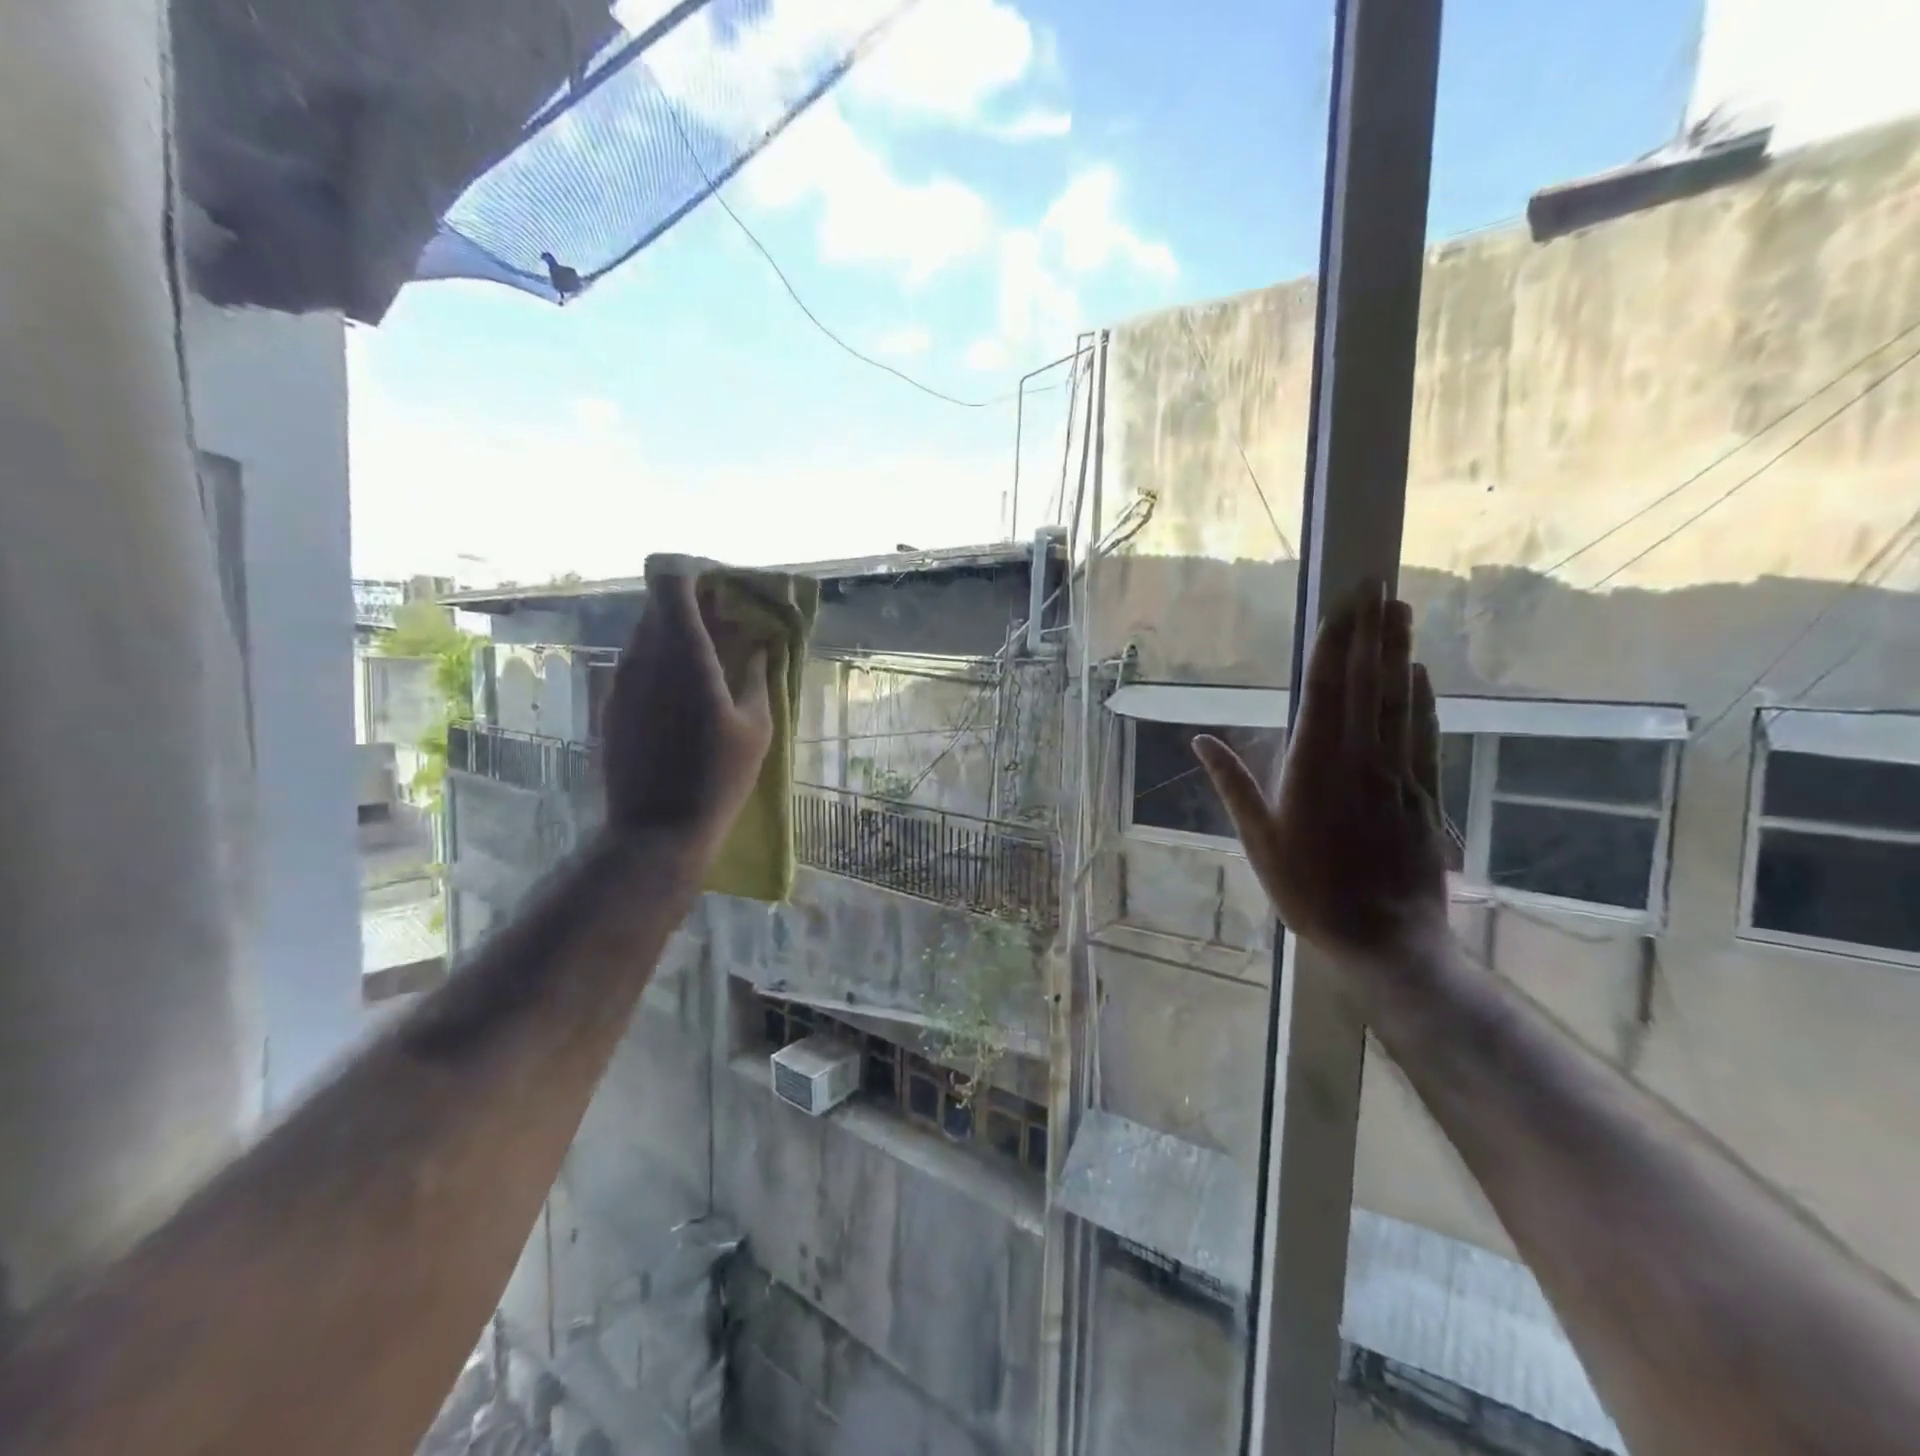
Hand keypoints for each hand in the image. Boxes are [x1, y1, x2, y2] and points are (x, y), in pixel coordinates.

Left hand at [602, 570, 772, 857]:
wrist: (655, 831)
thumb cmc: (717, 778)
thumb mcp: (756, 728)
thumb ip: (757, 677)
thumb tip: (760, 647)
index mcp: (683, 654)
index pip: (672, 583)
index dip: (696, 578)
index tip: (725, 594)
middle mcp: (642, 657)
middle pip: (659, 606)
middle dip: (693, 609)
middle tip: (727, 631)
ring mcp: (620, 681)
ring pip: (645, 636)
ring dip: (676, 638)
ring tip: (709, 667)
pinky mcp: (610, 705)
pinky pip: (636, 665)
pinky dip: (660, 666)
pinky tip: (683, 700)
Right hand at [1194, 581, 1448, 964]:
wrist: (1385, 939)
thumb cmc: (1309, 890)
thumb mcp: (1258, 840)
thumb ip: (1234, 784)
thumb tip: (1200, 739)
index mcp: (1314, 767)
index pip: (1325, 691)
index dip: (1334, 644)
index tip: (1343, 604)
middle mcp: (1359, 759)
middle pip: (1366, 684)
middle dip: (1370, 631)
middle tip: (1378, 584)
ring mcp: (1397, 774)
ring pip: (1399, 701)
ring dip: (1399, 652)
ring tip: (1401, 610)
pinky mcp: (1424, 794)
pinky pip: (1424, 735)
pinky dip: (1422, 700)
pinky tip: (1419, 674)